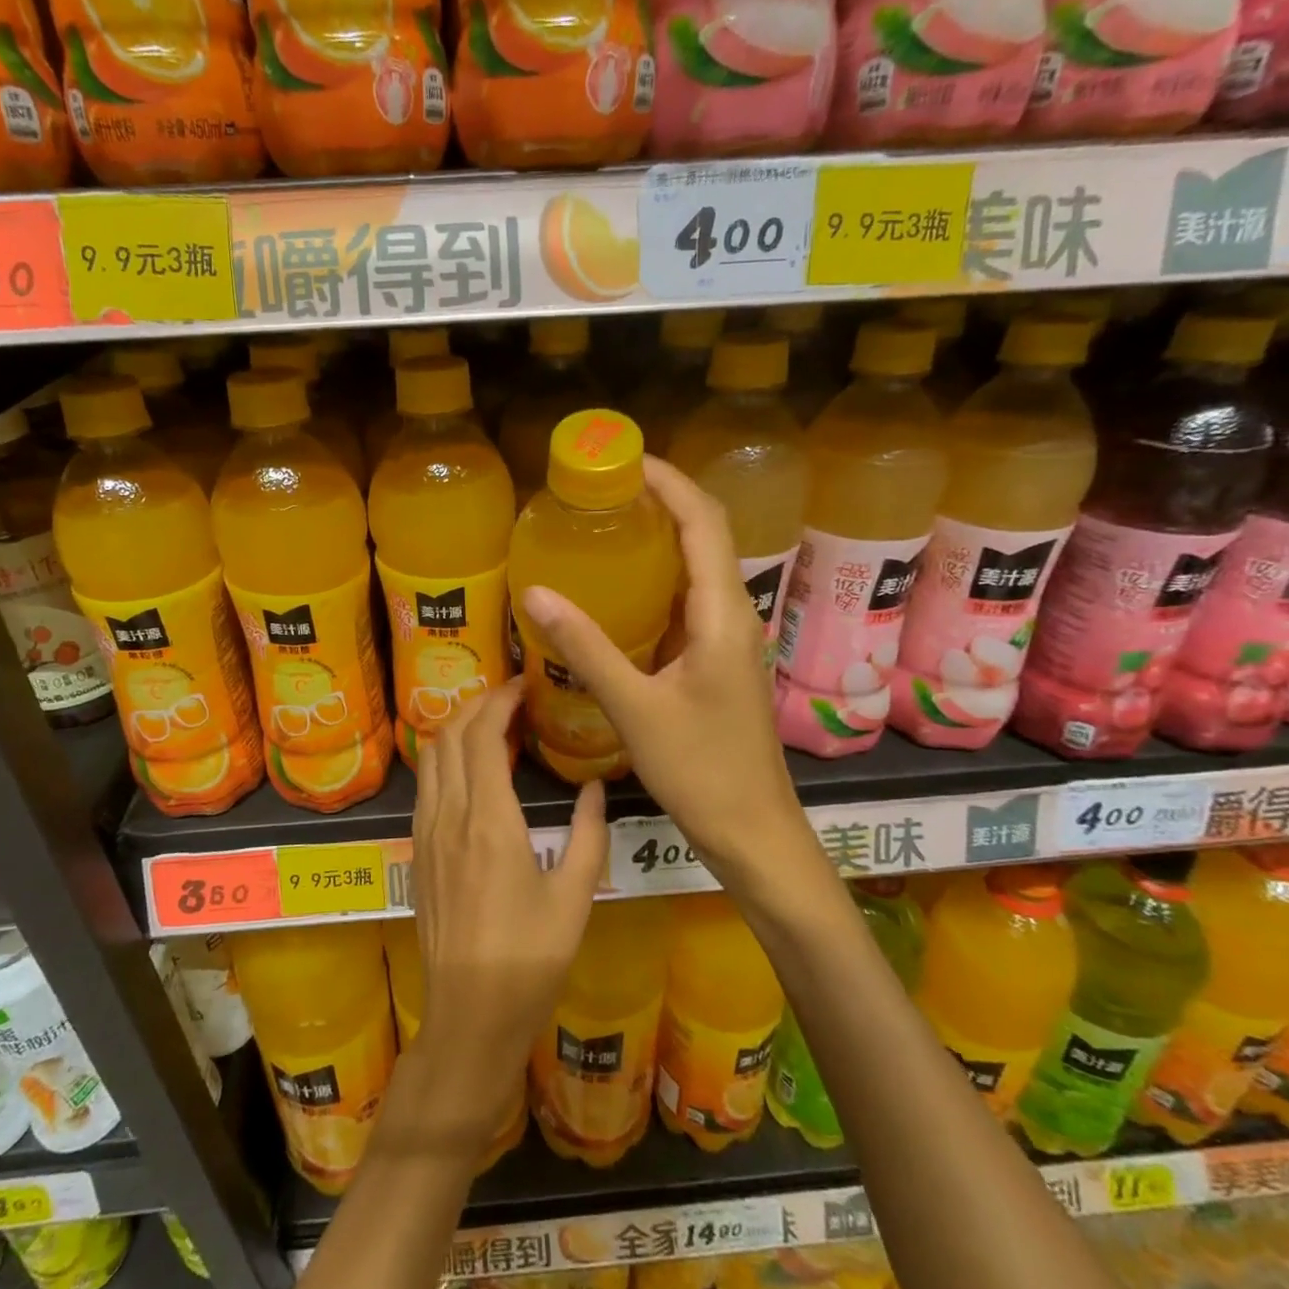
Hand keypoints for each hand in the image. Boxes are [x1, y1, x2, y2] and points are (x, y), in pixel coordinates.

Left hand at [409, 679, 607, 1142]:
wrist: (470, 1014)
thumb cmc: (531, 958)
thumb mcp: (576, 896)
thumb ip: (590, 834)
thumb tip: (595, 786)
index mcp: (490, 821)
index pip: (483, 736)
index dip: (500, 701)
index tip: (523, 685)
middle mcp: (450, 816)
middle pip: (451, 735)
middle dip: (477, 703)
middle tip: (510, 696)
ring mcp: (427, 833)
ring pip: (430, 757)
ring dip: (456, 728)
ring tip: (490, 724)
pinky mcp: (418, 852)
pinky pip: (426, 785)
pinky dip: (444, 758)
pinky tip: (469, 769)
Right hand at [517, 457, 805, 884]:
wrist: (753, 829)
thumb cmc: (700, 770)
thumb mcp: (635, 707)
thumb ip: (586, 648)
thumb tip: (535, 592)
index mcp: (722, 614)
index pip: (704, 521)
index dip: (669, 480)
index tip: (623, 458)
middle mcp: (734, 614)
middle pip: (706, 534)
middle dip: (661, 500)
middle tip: (603, 488)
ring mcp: (729, 638)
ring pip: (698, 568)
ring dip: (661, 538)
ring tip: (606, 525)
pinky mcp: (719, 660)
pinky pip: (689, 602)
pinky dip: (658, 581)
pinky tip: (620, 591)